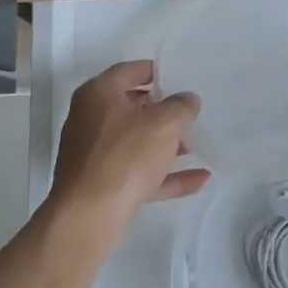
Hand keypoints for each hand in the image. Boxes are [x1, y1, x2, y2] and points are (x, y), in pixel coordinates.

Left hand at [49, 61, 208, 228]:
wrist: (88, 216)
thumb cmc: (125, 155)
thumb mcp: (163, 123)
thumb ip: (181, 106)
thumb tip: (188, 99)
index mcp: (98, 94)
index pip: (128, 71)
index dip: (154, 71)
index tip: (177, 76)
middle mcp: (90, 119)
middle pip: (131, 108)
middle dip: (162, 111)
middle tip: (189, 111)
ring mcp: (93, 154)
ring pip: (135, 142)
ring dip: (165, 144)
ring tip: (197, 145)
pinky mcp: (100, 185)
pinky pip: (138, 173)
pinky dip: (164, 175)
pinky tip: (198, 179)